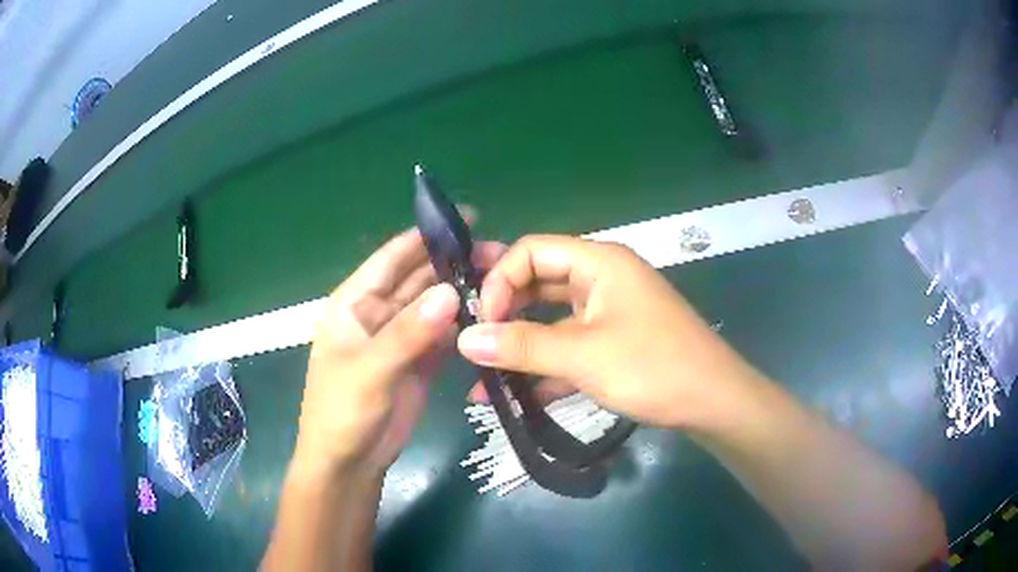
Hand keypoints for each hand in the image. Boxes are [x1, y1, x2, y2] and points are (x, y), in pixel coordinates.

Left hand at [294, 228, 504, 478]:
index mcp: (356, 302)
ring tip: (506, 282)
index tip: (466, 218)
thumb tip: (450, 292)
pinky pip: (445, 334)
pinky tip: (492, 316)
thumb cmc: (342, 411)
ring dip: (464, 293)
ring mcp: (402, 337)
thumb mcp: (369, 370)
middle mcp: (380, 312)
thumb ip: (407, 332)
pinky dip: (465, 325)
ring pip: (436, 305)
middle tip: (500, 254)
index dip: (425, 235)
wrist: (350, 462)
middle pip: (420, 278)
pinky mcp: (420, 361)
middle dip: (454, 264)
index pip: (392, 257)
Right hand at [457, 235, 762, 429]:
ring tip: (483, 377)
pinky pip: (569, 347)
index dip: (499, 280)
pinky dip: (544, 367)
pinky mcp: (612, 344)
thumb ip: (522, 346)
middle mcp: (601, 279)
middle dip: (504, 312)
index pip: (531, 251)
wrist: (714, 403)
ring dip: (520, 346)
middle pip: (538, 283)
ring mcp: (608, 313)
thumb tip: (465, 340)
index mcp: (599, 263)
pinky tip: (516, 397)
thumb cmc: (653, 367)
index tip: (482, 322)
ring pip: (551, 320)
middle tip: (474, 344)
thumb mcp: (583, 356)